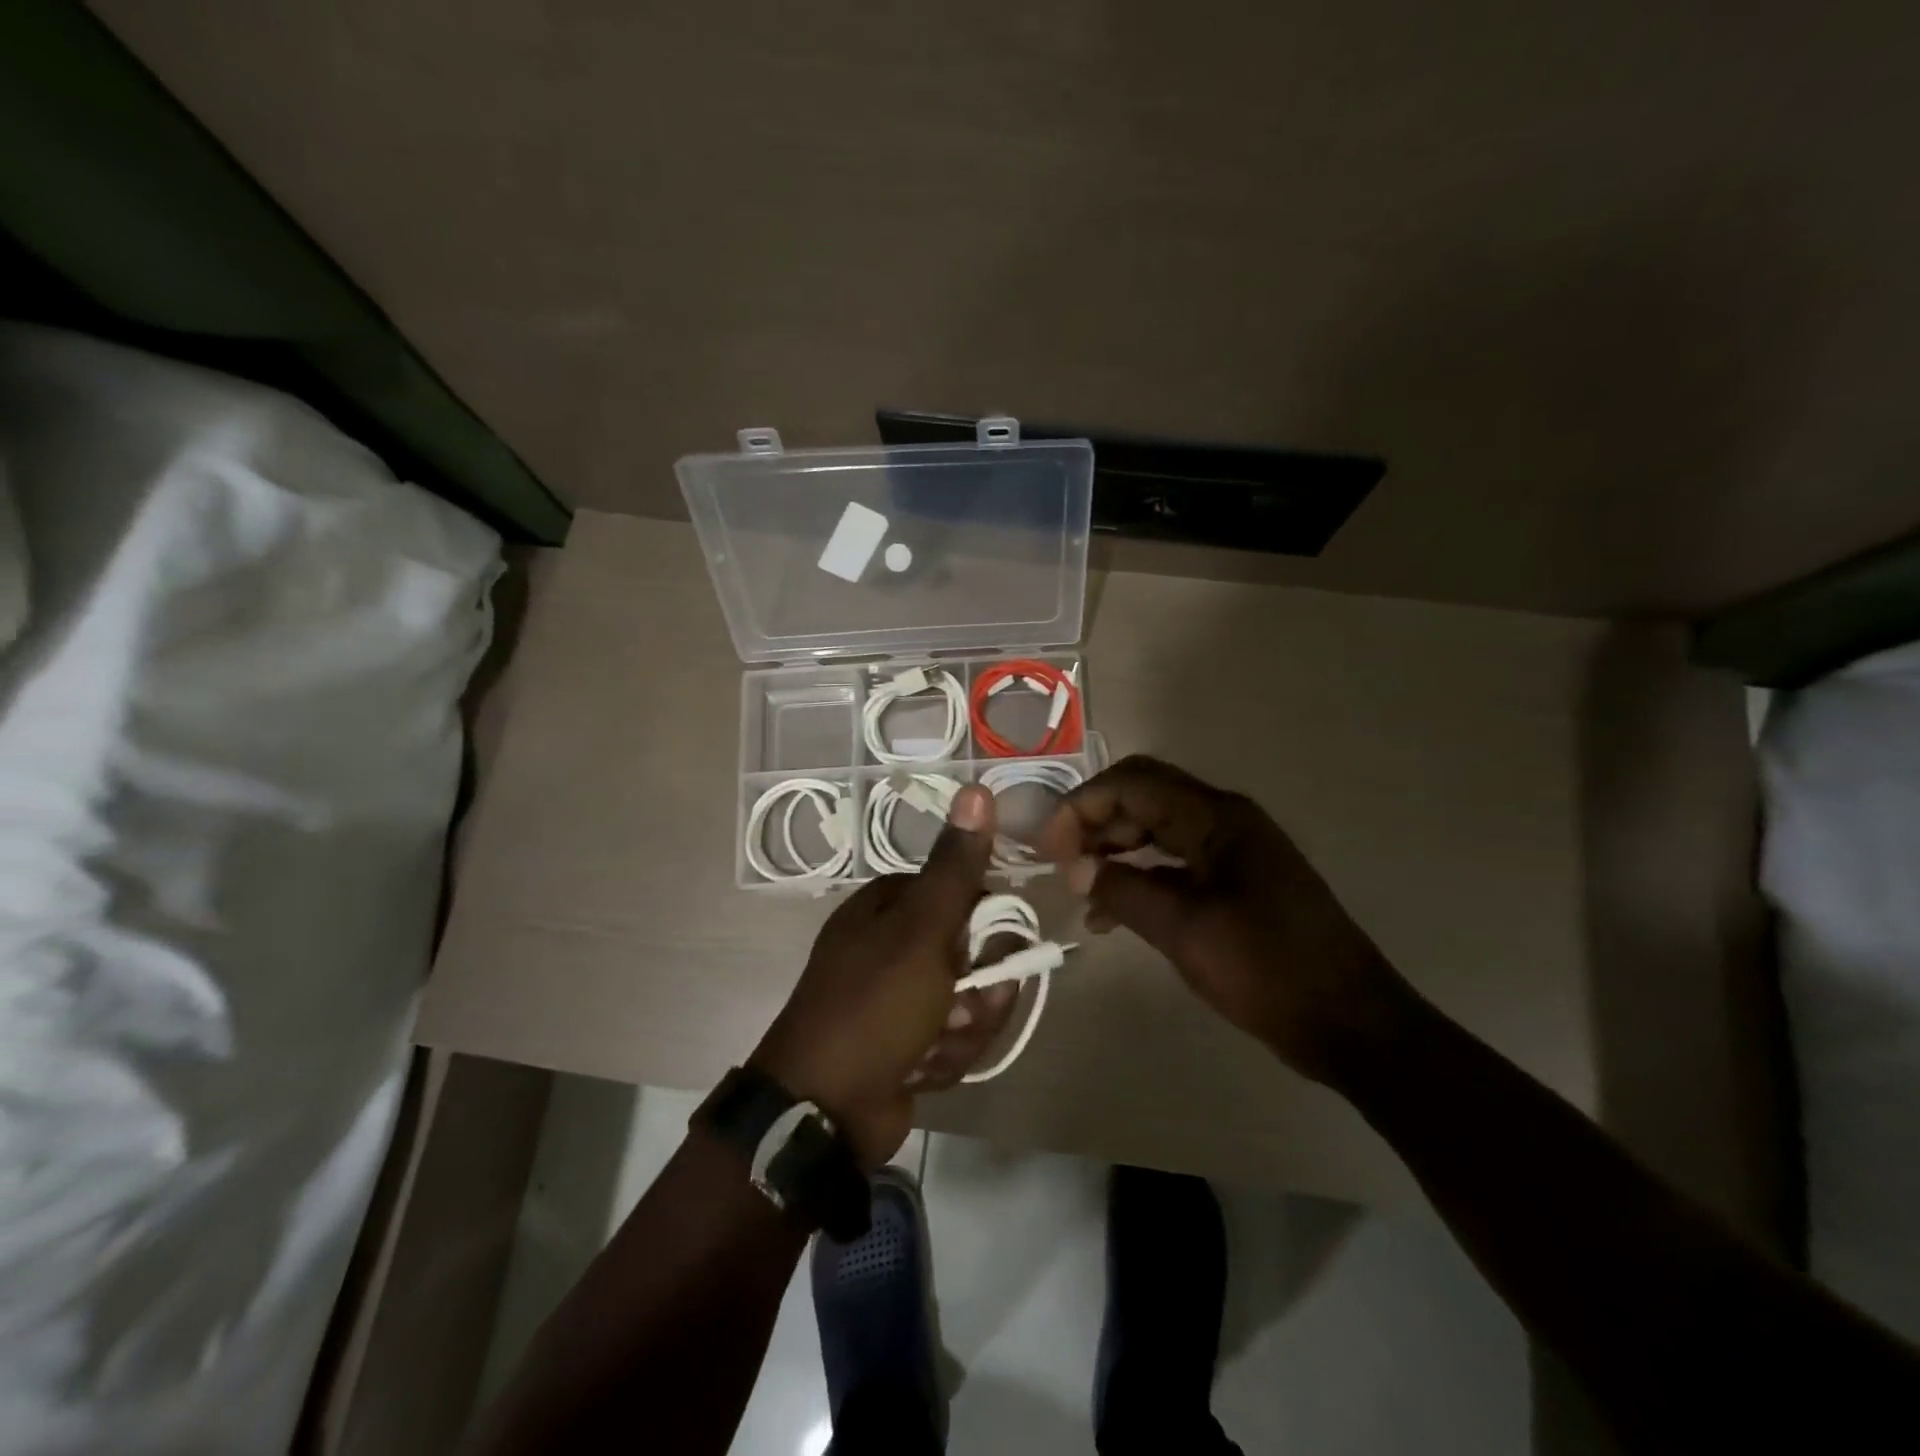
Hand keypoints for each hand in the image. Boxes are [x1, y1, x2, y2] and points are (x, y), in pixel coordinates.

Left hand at [751, 785, 1018, 1165]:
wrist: (823, 1110)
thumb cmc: (873, 1006)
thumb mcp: (921, 930)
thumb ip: (955, 867)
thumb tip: (976, 788)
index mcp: (890, 907)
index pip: (966, 895)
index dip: (989, 924)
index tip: (994, 951)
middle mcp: (893, 945)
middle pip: (974, 954)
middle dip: (978, 991)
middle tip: (960, 1009)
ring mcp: (898, 997)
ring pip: (969, 1001)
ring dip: (964, 1029)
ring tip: (933, 1045)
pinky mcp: (905, 1043)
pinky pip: (953, 1039)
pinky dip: (944, 1058)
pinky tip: (919, 1071)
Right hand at [1037, 755, 1419, 1086]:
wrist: (1350, 1022)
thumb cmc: (1267, 970)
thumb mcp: (1184, 931)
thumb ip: (1123, 891)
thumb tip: (1075, 868)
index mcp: (1216, 818)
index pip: (1133, 783)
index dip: (1082, 805)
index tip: (1049, 847)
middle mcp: (1223, 820)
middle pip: (1142, 796)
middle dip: (1094, 821)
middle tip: (1058, 862)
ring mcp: (1231, 850)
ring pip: (1155, 827)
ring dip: (1113, 848)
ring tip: (1079, 886)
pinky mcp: (1234, 880)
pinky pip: (1174, 861)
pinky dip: (1139, 875)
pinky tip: (1111, 912)